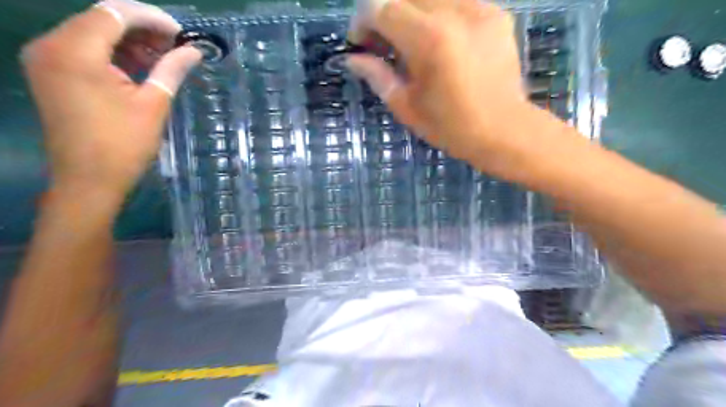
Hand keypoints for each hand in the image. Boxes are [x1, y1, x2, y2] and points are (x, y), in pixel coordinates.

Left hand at [21, 0, 200, 198]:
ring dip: (130, 41)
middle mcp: (51, 46)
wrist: (89, 179)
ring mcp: (47, 59)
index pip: (113, 13)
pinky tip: (141, 66)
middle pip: (101, 20)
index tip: (182, 33)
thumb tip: (194, 51)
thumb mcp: (154, 104)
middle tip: (177, 46)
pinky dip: (115, 54)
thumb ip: (171, 70)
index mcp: (75, 52)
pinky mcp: (52, 73)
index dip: (151, 18)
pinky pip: (85, 51)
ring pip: (93, 33)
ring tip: (164, 57)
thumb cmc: (124, 144)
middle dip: (142, 28)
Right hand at [347, 0, 528, 165]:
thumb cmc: (450, 127)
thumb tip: (353, 59)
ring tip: (409, 42)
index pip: (381, 7)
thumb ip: (377, 76)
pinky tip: (438, 40)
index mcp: (428, 39)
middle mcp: (455, 12)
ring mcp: (479, 8)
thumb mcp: (406, 106)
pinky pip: (455, 1)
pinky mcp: (495, 13)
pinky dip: (437, 14)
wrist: (503, 130)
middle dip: (384, 14)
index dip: (362, 20)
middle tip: (382, 44)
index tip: (360, 43)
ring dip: (410, 13)